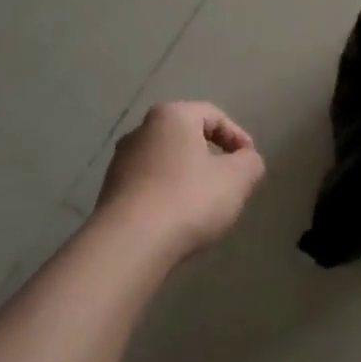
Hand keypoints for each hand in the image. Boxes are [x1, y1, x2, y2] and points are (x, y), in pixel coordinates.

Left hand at [94, 101, 265, 257]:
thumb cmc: (189, 199)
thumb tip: (245, 161)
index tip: (249, 163)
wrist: (129, 245)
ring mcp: (120, 162)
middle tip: (231, 181)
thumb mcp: (238, 178)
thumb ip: (250, 162)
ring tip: (206, 205)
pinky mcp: (110, 193)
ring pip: (167, 163)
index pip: (214, 116)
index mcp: (171, 116)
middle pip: (187, 137)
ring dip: (189, 178)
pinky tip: (179, 220)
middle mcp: (140, 131)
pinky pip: (150, 186)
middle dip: (212, 157)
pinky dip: (168, 196)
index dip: (238, 137)